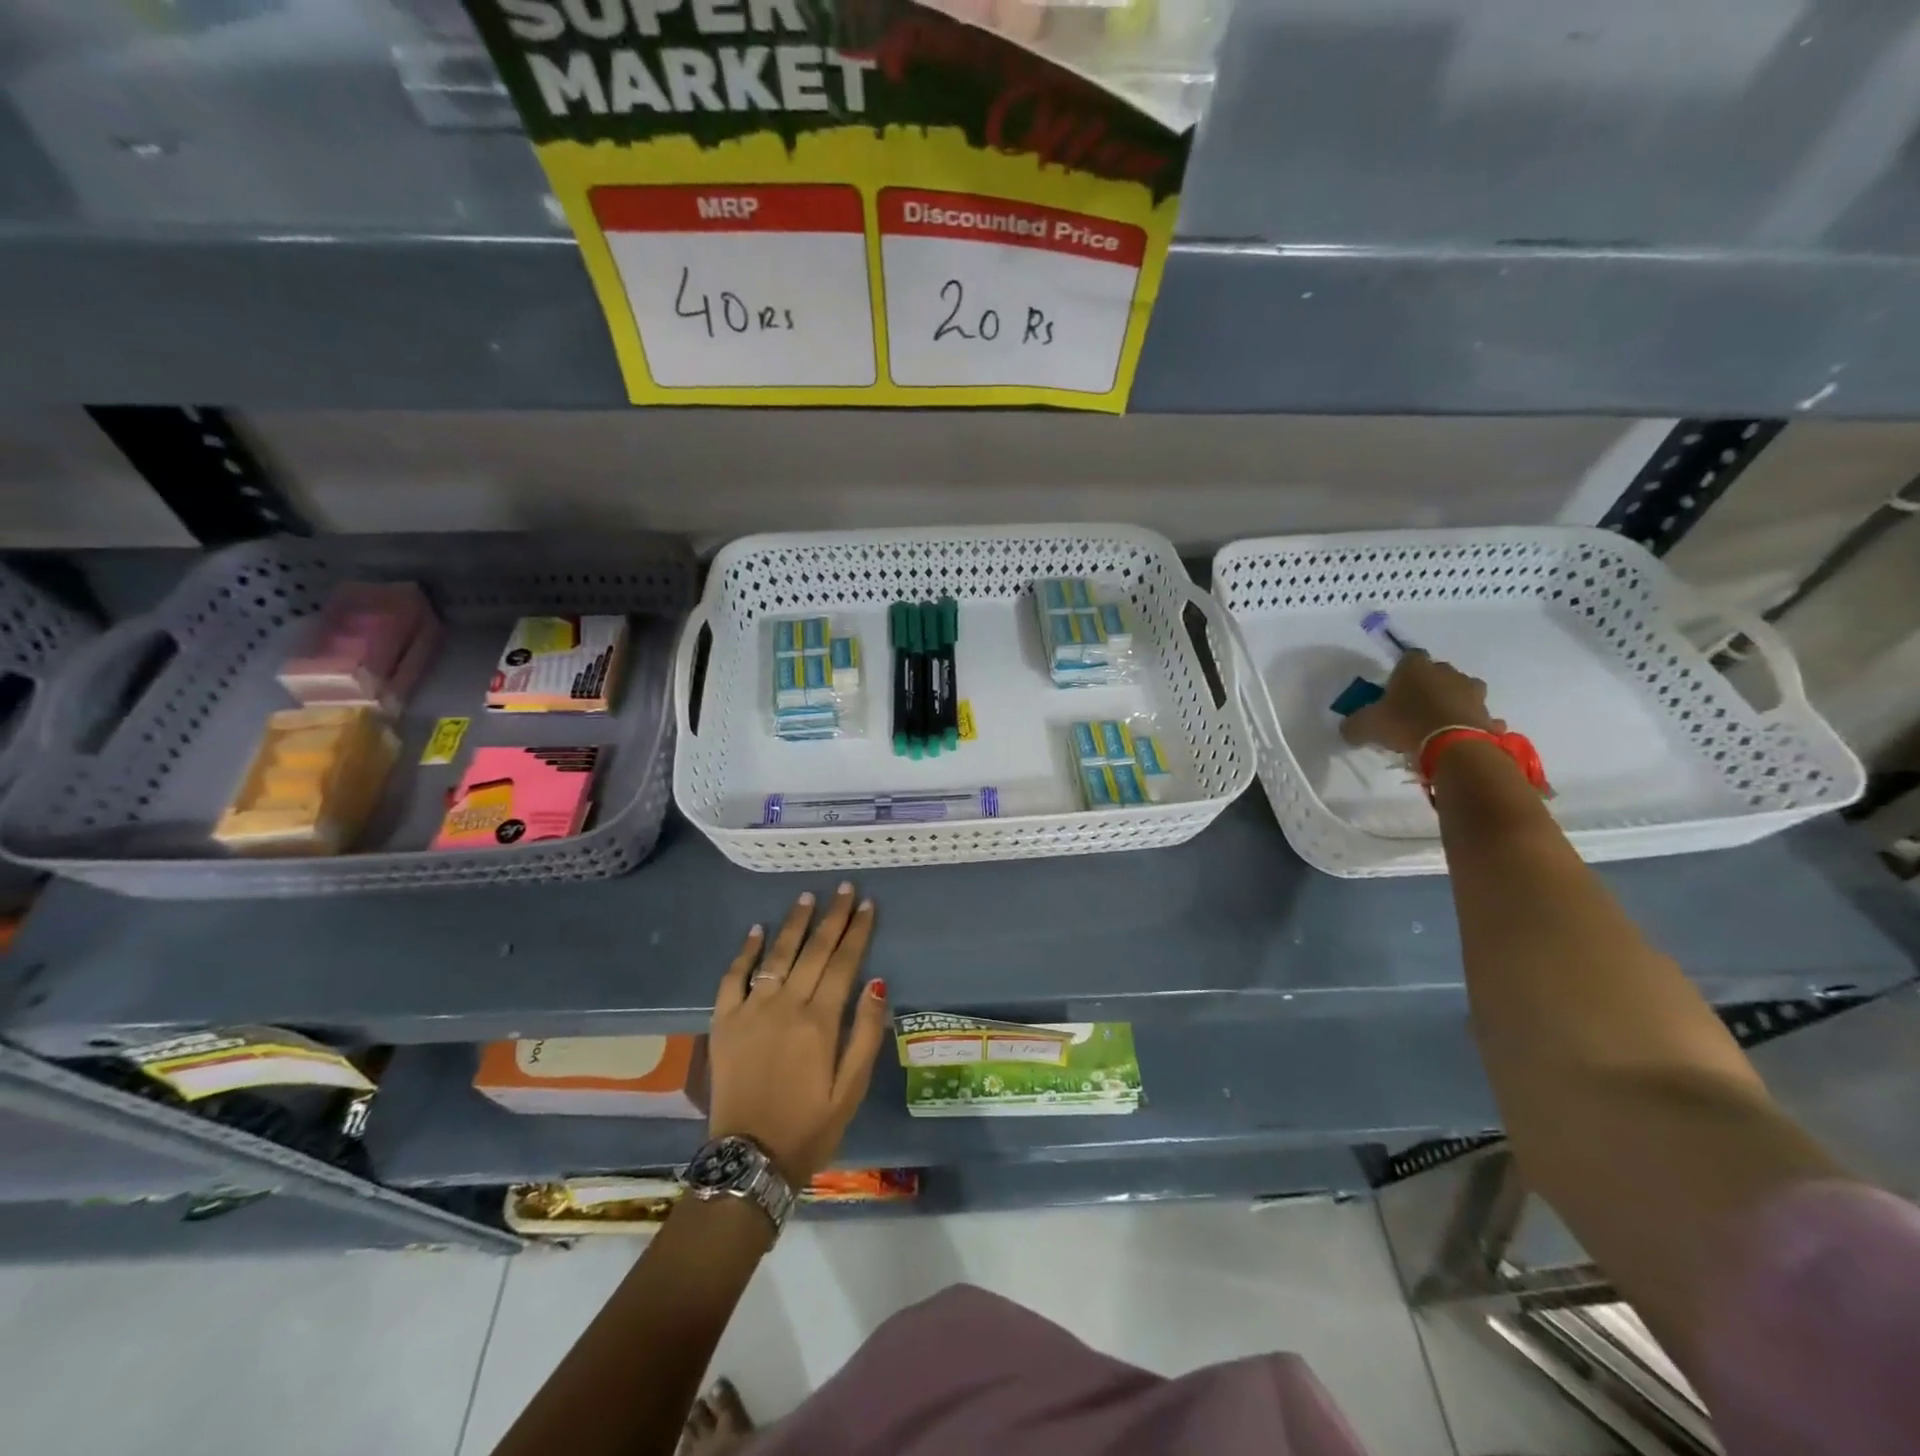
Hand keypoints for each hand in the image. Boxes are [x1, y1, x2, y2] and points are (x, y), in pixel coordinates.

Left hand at [707, 884, 888, 1183]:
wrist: (749, 1159)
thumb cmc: (810, 1126)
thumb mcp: (851, 1089)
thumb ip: (865, 1033)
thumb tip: (877, 982)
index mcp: (819, 1021)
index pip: (843, 962)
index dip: (857, 931)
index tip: (867, 904)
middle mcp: (785, 1005)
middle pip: (813, 951)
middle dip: (831, 917)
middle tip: (843, 888)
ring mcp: (750, 1011)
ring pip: (776, 956)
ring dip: (793, 924)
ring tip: (806, 897)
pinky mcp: (724, 1022)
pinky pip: (733, 978)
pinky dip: (744, 952)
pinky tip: (755, 930)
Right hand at [1341, 651, 1501, 756]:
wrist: (1454, 747)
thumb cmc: (1406, 724)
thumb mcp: (1365, 726)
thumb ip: (1354, 725)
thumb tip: (1349, 729)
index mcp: (1416, 667)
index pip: (1408, 657)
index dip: (1400, 671)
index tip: (1392, 687)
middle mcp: (1447, 673)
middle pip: (1437, 673)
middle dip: (1427, 685)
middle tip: (1412, 706)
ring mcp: (1473, 693)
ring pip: (1461, 692)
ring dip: (1452, 702)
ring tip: (1437, 723)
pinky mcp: (1487, 715)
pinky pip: (1477, 717)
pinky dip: (1469, 724)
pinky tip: (1457, 738)